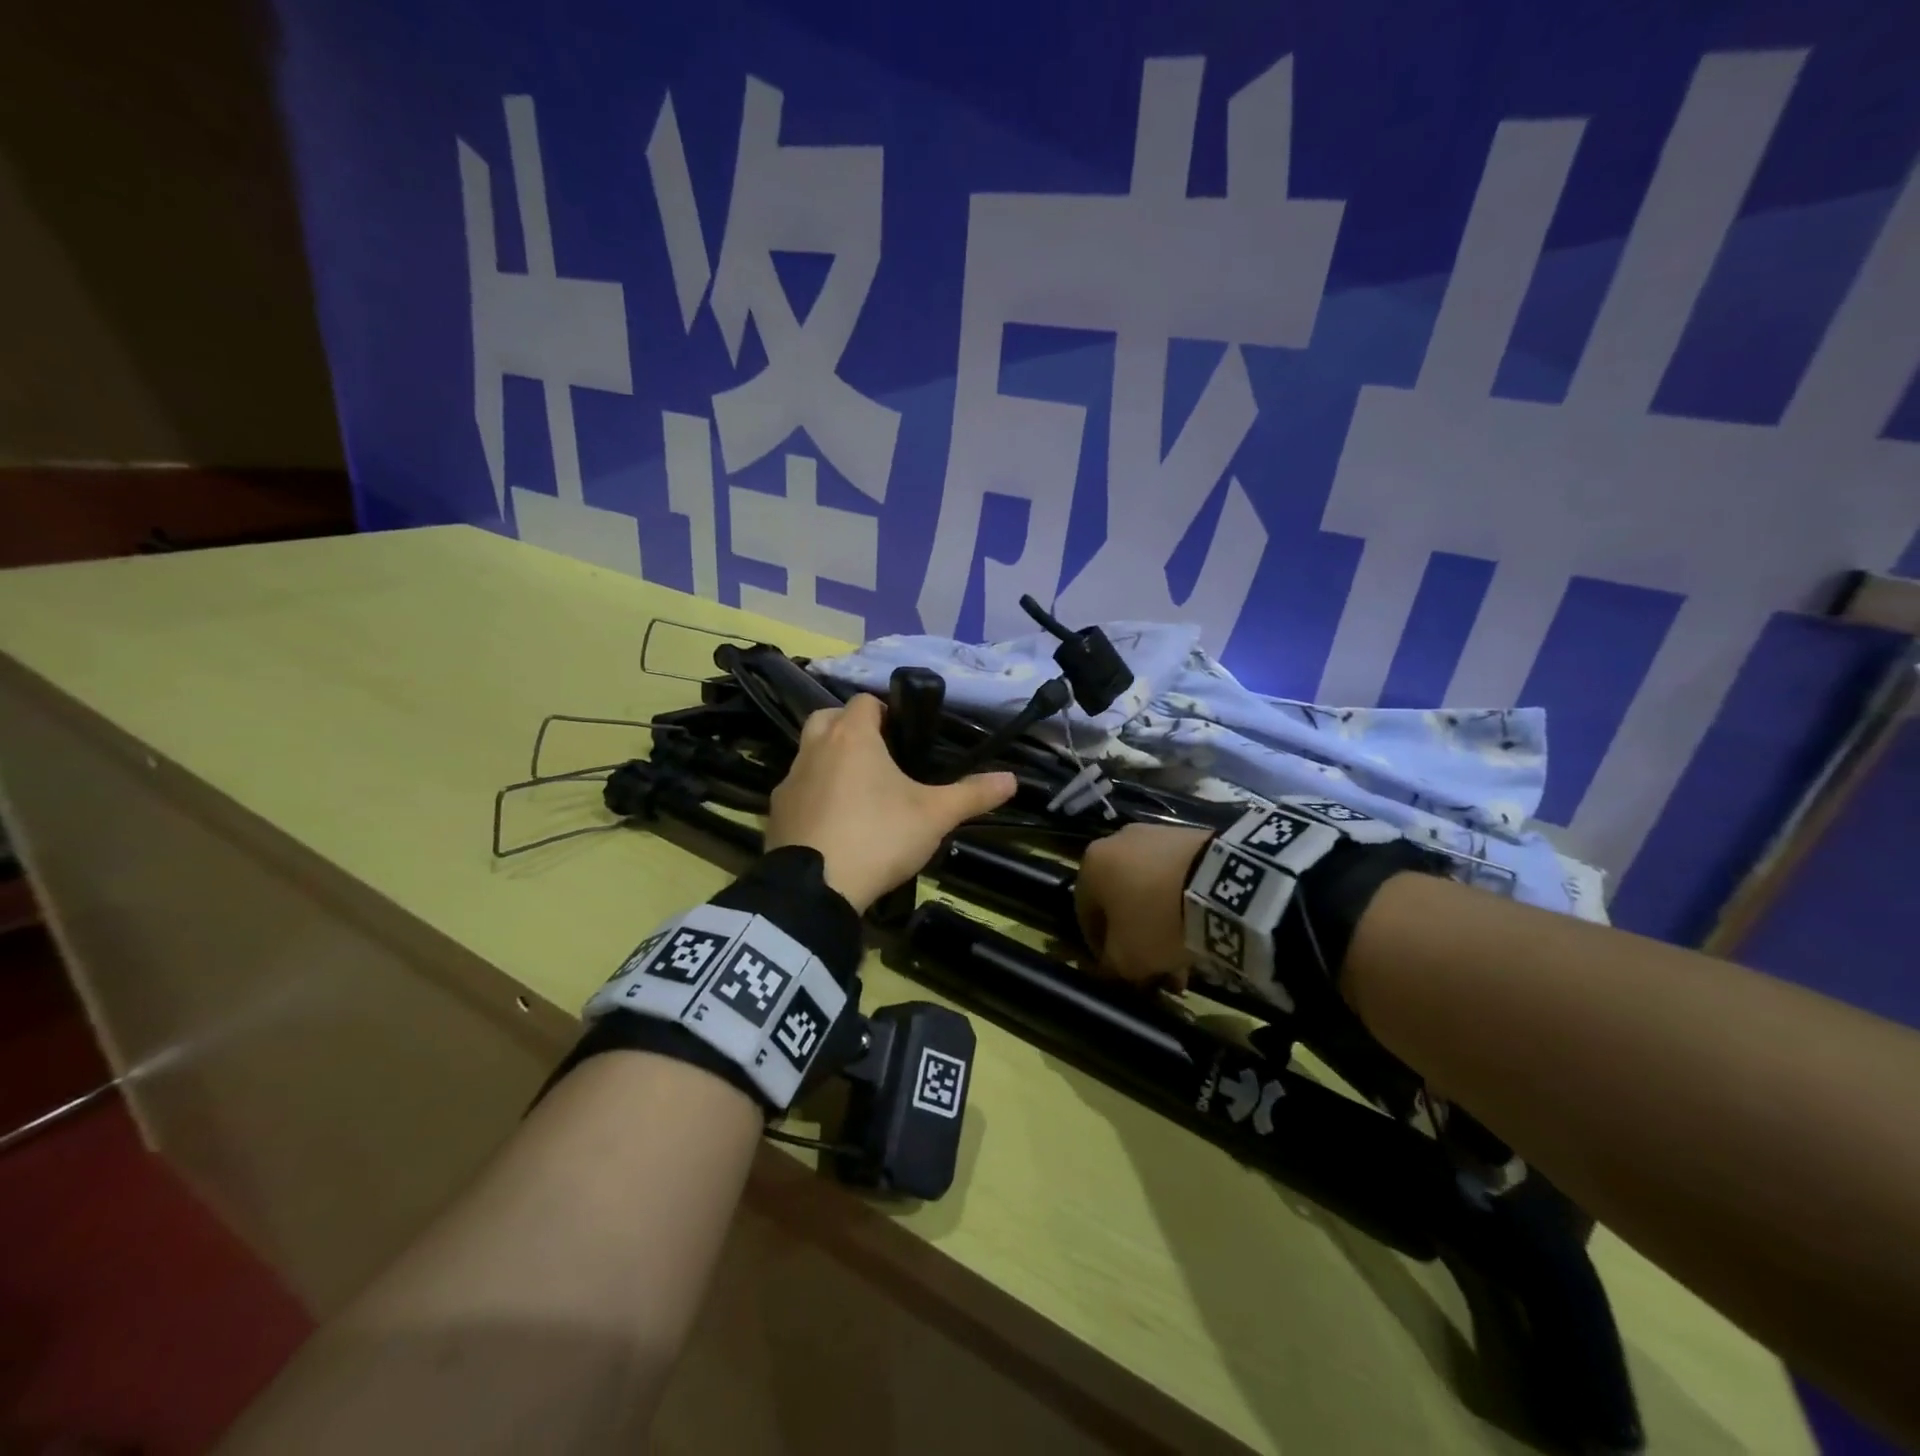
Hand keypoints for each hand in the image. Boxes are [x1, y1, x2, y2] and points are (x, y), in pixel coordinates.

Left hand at [766, 693, 1016, 913]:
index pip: (864, 701)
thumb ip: (973, 795)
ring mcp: (789, 780)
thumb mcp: (934, 816)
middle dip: (850, 729)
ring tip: (858, 795)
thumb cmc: (879, 836)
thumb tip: (1012, 779)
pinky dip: (814, 797)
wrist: (815, 888)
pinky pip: (798, 791)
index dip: (885, 712)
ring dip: (830, 762)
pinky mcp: (775, 812)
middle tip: (878, 758)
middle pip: (828, 718)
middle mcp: (815, 748)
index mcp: (852, 736)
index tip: (903, 737)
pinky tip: (834, 825)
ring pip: (809, 754)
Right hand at [1075, 823, 1213, 989]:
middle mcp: (1116, 842)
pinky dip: (1182, 902)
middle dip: (1136, 938)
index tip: (1119, 971)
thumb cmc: (1156, 920)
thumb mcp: (1125, 958)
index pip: (1085, 914)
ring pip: (1150, 889)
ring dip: (1161, 923)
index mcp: (1090, 865)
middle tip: (1156, 969)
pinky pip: (1176, 875)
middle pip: (1121, 901)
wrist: (1220, 883)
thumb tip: (1111, 966)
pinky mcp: (1190, 835)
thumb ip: (1110, 965)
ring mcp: (1154, 835)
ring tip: (1185, 957)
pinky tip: (1201, 929)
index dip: (1100, 948)